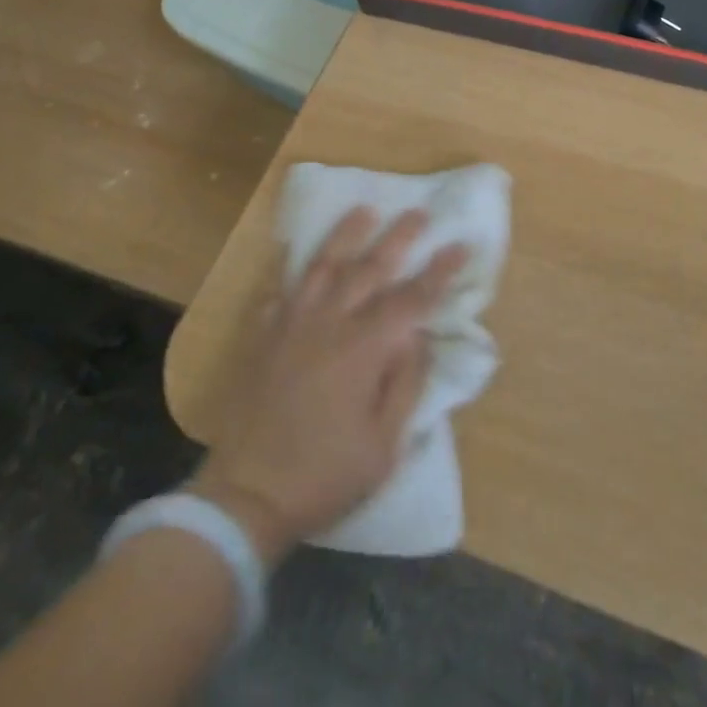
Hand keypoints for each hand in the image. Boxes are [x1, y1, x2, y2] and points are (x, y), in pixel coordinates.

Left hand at [191, 208, 466, 565]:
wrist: (246, 496)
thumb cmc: (325, 475)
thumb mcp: (384, 443)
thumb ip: (405, 382)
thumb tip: (418, 336)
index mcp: (364, 349)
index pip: (411, 299)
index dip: (439, 272)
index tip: (460, 245)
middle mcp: (329, 324)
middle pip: (369, 269)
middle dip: (398, 237)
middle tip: (419, 212)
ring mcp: (291, 326)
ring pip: (322, 267)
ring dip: (346, 236)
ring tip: (363, 210)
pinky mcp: (263, 338)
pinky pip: (279, 291)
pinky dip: (291, 270)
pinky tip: (296, 256)